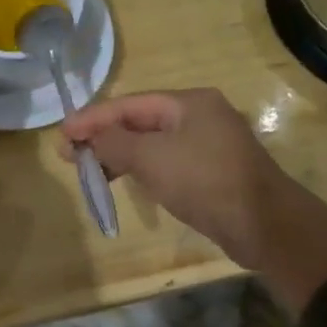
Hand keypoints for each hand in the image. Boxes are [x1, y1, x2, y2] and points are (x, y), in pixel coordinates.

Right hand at [58, 88, 326, 311]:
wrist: (264, 224)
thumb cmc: (205, 181)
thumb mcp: (152, 158)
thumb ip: (114, 143)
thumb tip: (89, 136)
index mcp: (189, 102)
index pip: (129, 104)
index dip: (92, 118)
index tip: (61, 134)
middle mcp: (200, 116)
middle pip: (140, 121)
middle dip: (104, 138)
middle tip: (69, 156)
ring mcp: (208, 144)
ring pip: (153, 144)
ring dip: (120, 156)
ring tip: (90, 173)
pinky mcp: (212, 172)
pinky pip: (167, 163)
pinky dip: (143, 170)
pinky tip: (126, 182)